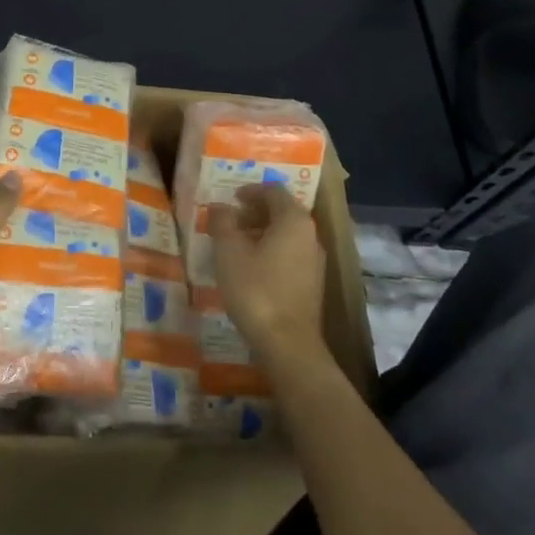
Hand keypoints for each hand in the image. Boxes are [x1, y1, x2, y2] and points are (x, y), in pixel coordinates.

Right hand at [207, 184, 326, 363]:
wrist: (287, 344)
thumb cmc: (256, 289)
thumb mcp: (229, 251)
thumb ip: (223, 222)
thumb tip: (220, 206)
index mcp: (293, 220)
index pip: (274, 191)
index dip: (251, 190)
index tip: (231, 197)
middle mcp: (310, 235)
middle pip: (282, 212)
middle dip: (255, 212)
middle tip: (230, 220)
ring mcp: (314, 261)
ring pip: (287, 235)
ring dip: (262, 232)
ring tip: (235, 244)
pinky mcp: (312, 283)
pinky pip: (290, 254)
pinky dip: (270, 251)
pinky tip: (250, 268)